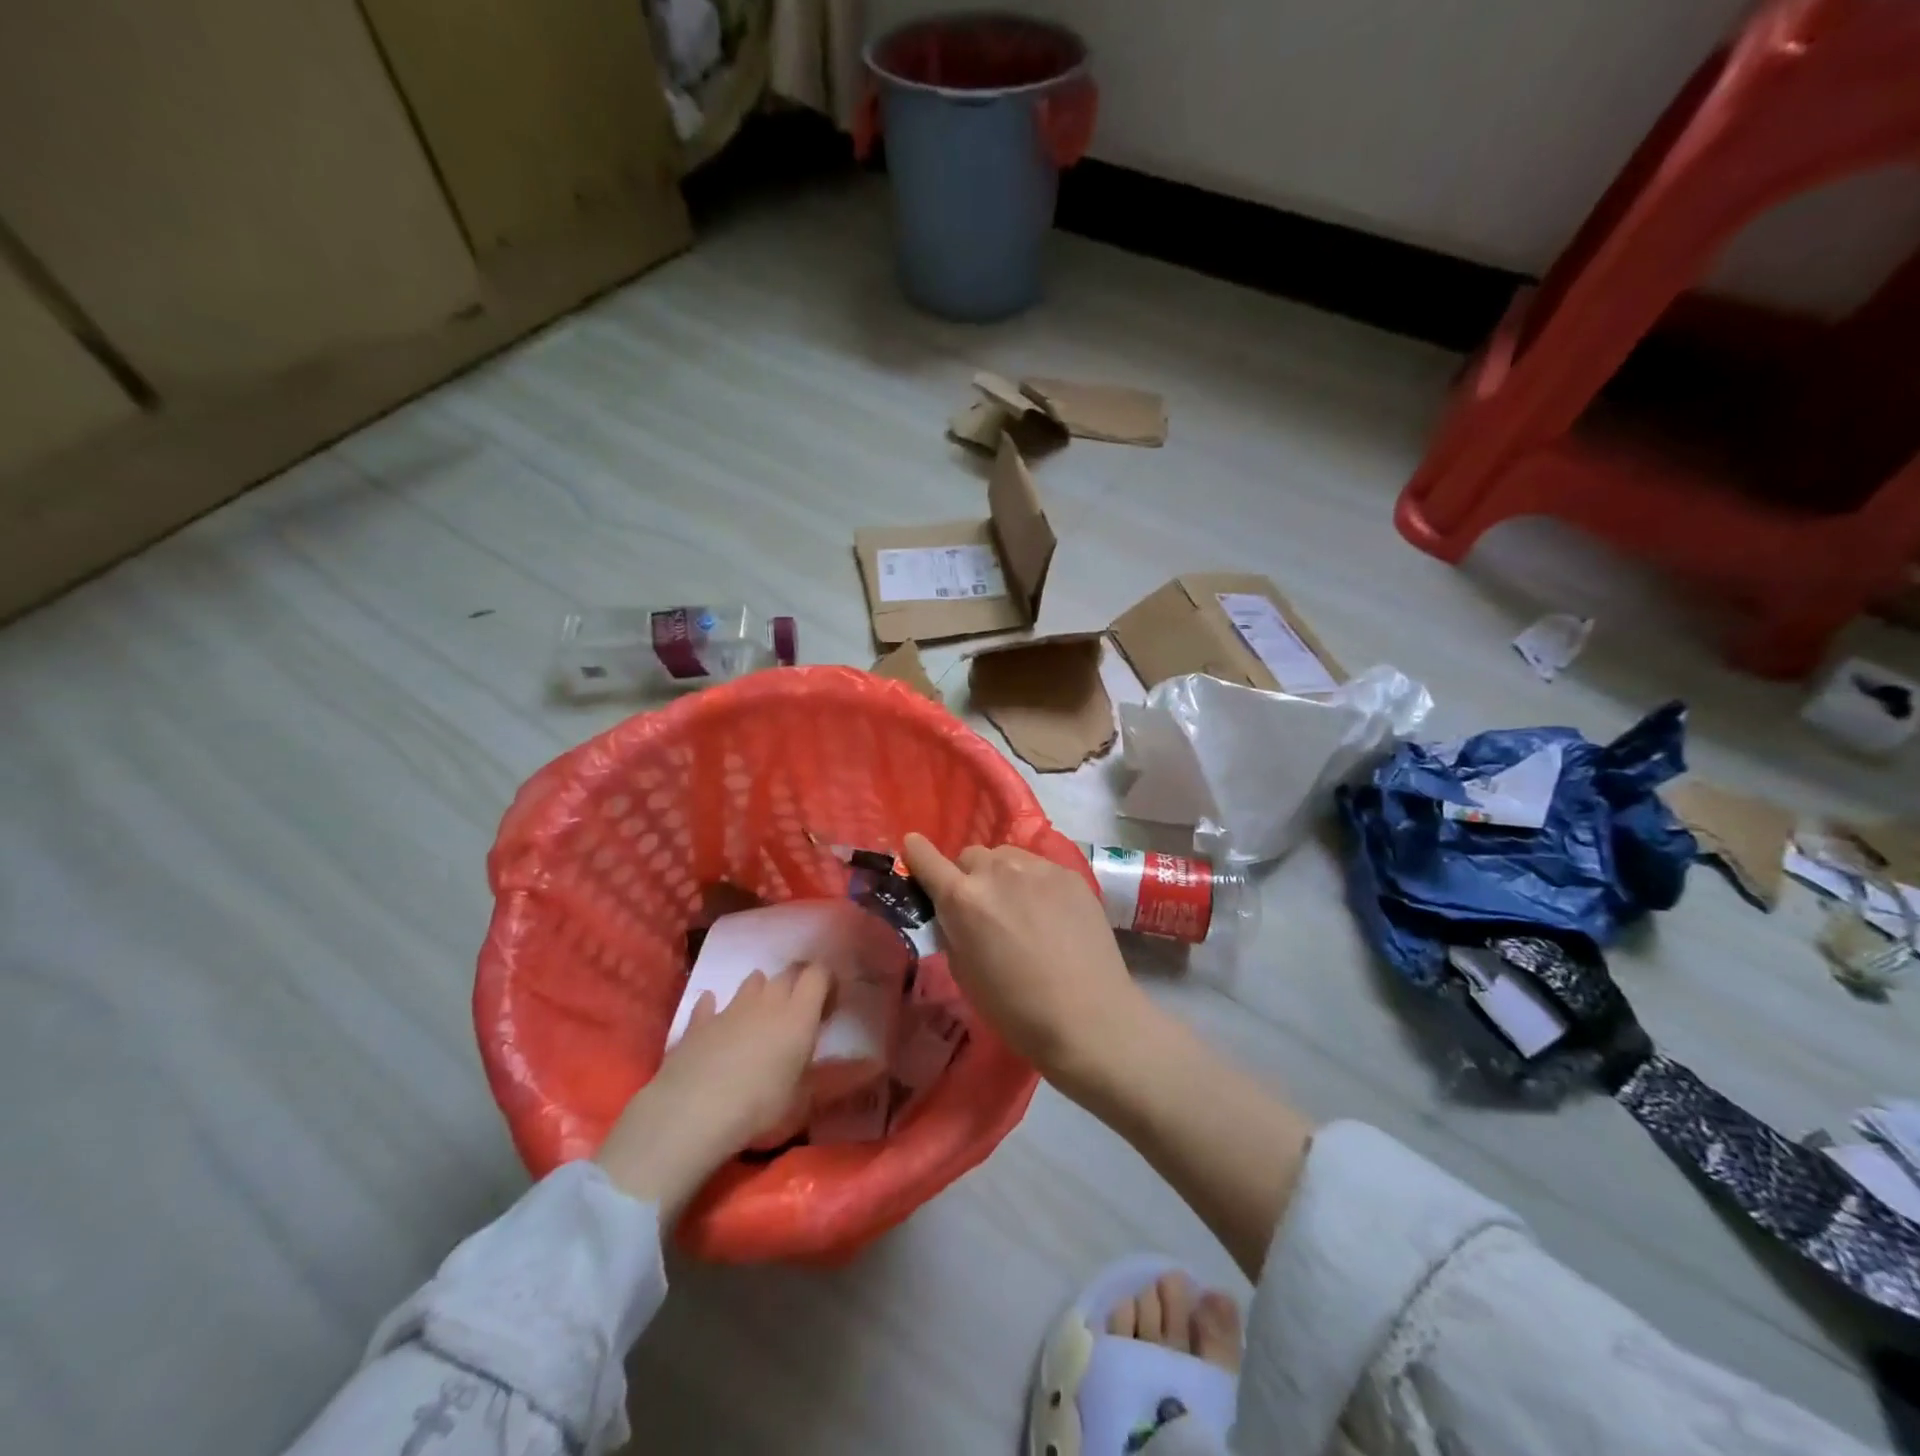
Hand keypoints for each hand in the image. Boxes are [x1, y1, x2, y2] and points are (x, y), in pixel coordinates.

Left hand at [595, 962, 831, 1215]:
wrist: (692, 1114)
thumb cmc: (761, 1106)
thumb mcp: (806, 1100)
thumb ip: (840, 1079)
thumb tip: (876, 1066)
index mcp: (799, 1012)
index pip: (819, 974)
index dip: (827, 983)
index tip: (830, 1006)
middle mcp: (768, 999)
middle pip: (787, 974)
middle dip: (797, 985)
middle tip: (801, 1013)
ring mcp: (730, 1007)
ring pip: (752, 982)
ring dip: (761, 992)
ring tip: (763, 1015)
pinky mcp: (698, 1023)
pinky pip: (710, 1005)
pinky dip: (715, 1008)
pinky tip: (714, 1017)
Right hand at [902, 834, 1153, 1094]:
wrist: (1089, 1018)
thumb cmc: (1016, 1010)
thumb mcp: (964, 973)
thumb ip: (952, 930)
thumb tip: (952, 912)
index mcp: (962, 898)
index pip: (925, 857)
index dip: (917, 855)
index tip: (916, 855)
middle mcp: (997, 871)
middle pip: (969, 856)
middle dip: (968, 877)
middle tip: (982, 909)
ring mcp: (1037, 868)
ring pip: (1005, 857)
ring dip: (1001, 875)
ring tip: (1019, 909)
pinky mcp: (1069, 874)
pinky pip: (1039, 867)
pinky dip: (1034, 884)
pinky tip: (1050, 915)